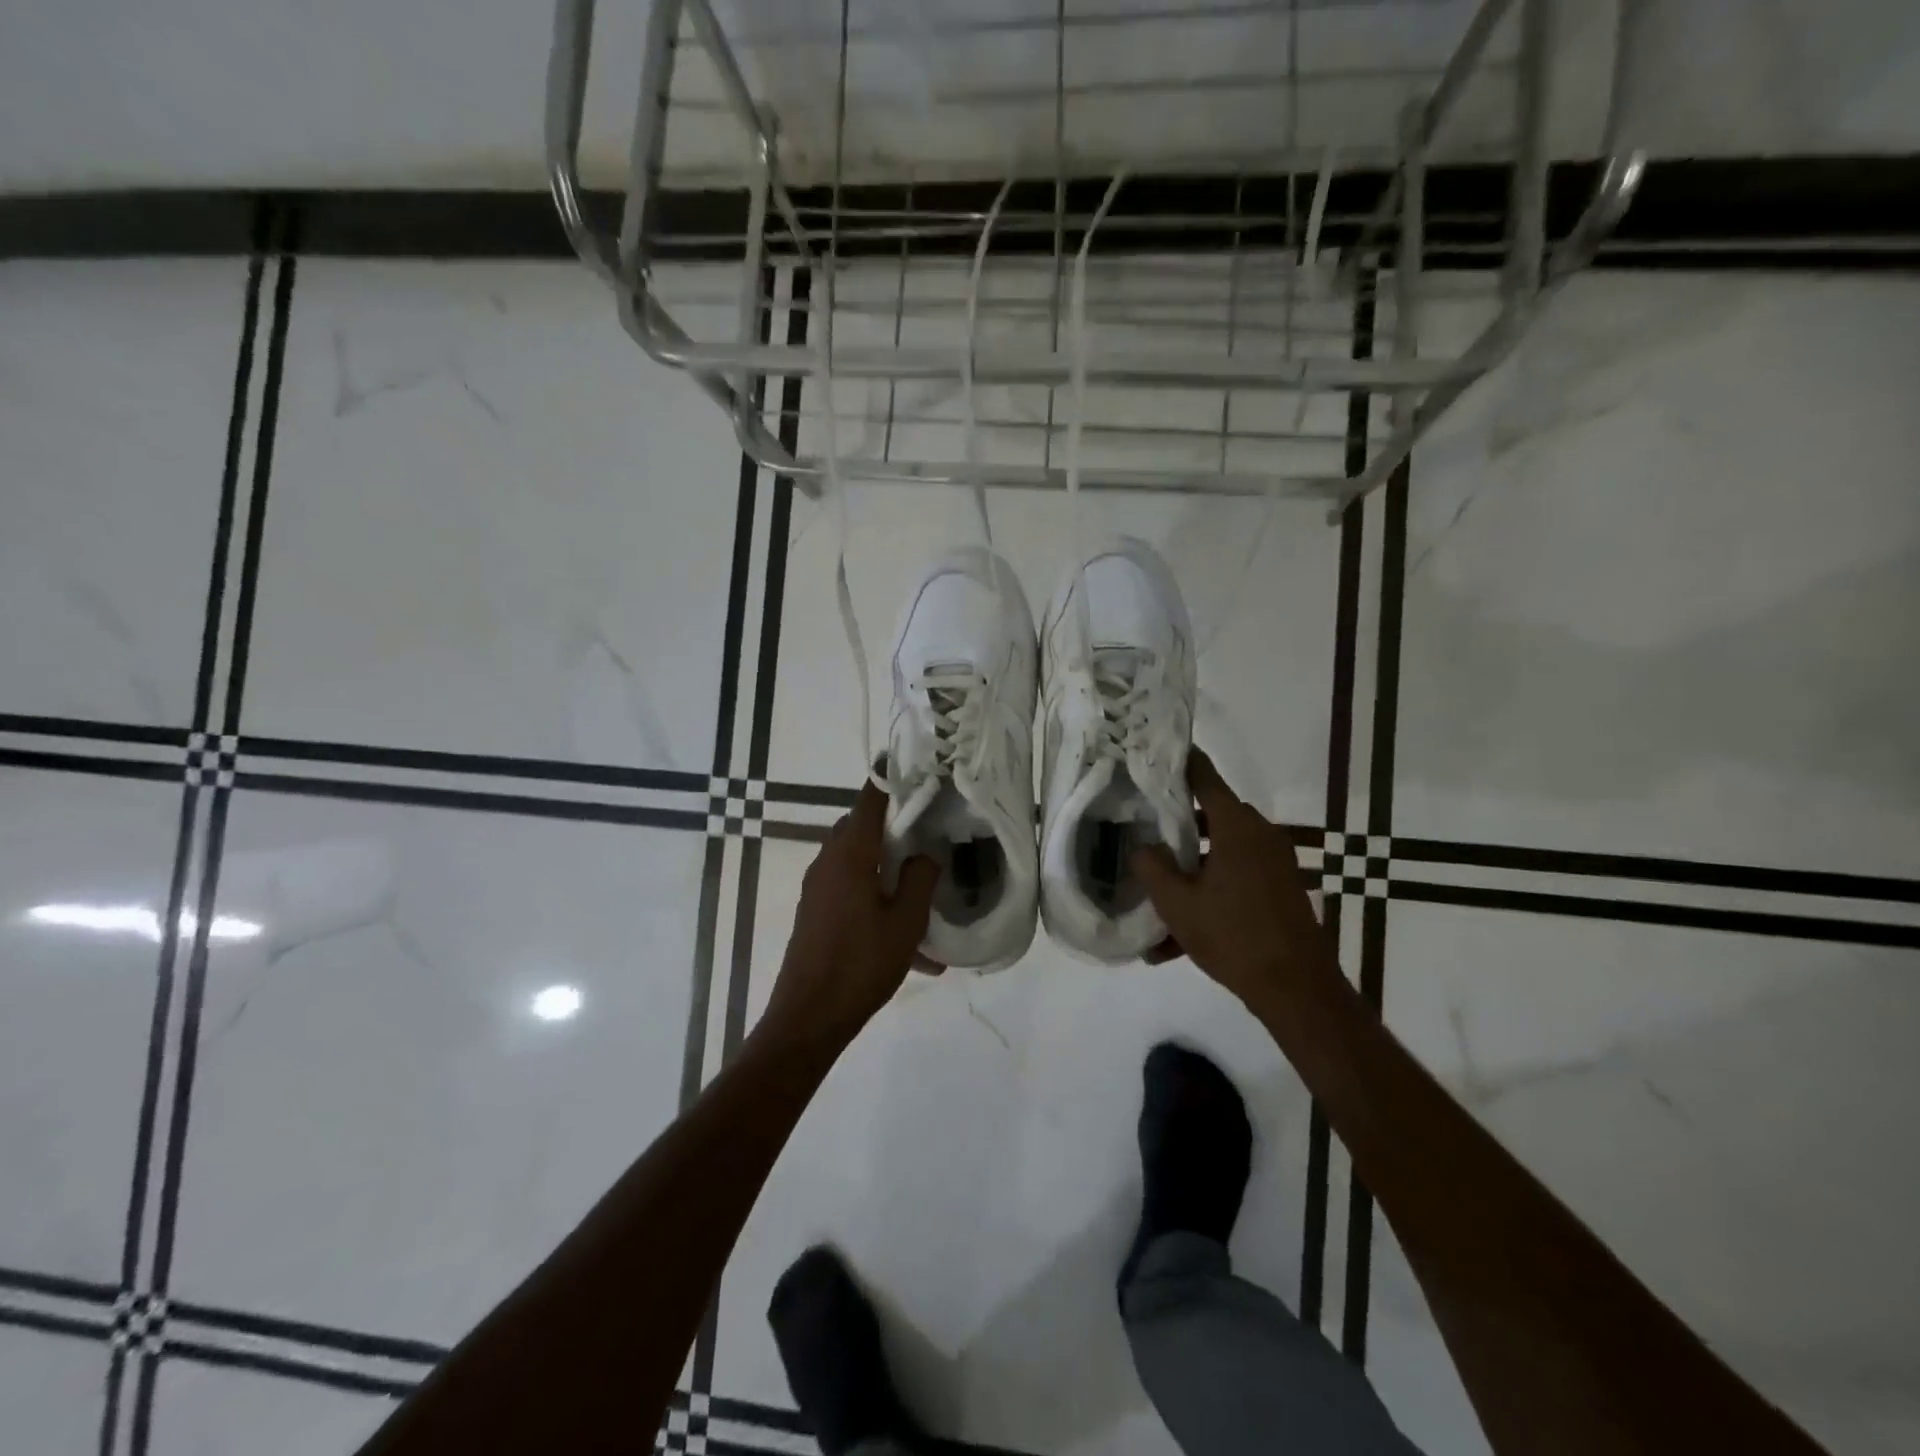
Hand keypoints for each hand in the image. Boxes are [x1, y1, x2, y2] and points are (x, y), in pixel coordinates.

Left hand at [764, 779, 939, 1047]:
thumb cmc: (860, 964)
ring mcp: (818, 888)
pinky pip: (851, 892)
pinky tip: (910, 946)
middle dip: (895, 828)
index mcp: (850, 853)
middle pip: (863, 828)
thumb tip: (925, 854)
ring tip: (924, 899)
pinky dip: (877, 901)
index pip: (870, 799)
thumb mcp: (906, 922)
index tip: (916, 768)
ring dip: (888, 871)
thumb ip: (921, 878)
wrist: (808, 1018)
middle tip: (929, 834)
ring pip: (859, 862)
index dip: (892, 779)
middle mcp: (828, 861)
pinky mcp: (815, 912)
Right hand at [1132, 749, 1335, 1005]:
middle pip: (1211, 815)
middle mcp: (1260, 835)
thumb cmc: (1232, 936)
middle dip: (1177, 825)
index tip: (1155, 753)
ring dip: (1191, 870)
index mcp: (1236, 827)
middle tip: (1144, 832)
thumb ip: (1152, 866)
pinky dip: (1211, 893)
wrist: (1296, 988)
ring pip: (1222, 852)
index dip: (1180, 763)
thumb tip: (1142, 845)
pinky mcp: (1280, 888)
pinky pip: (1237, 878)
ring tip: (1157, 900)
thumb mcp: (1177, 903)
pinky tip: (1178, 938)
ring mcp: (1275, 862)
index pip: (1204, 777)